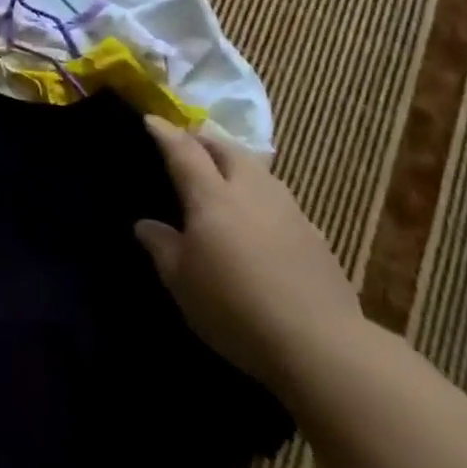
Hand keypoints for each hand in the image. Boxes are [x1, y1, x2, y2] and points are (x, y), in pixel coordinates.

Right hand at [134, 118, 362, 393]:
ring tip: (226, 178)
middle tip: (190, 146)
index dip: (165, 133)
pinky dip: (264, 199)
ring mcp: (289, 212)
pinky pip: (283, 202)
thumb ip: (162, 246)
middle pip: (228, 150)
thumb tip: (146, 224)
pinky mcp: (317, 237)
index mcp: (212, 197)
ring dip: (239, 166)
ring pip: (260, 172)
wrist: (320, 346)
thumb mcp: (181, 282)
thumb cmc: (235, 308)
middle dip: (206, 141)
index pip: (184, 151)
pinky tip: (262, 222)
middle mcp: (251, 192)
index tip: (151, 120)